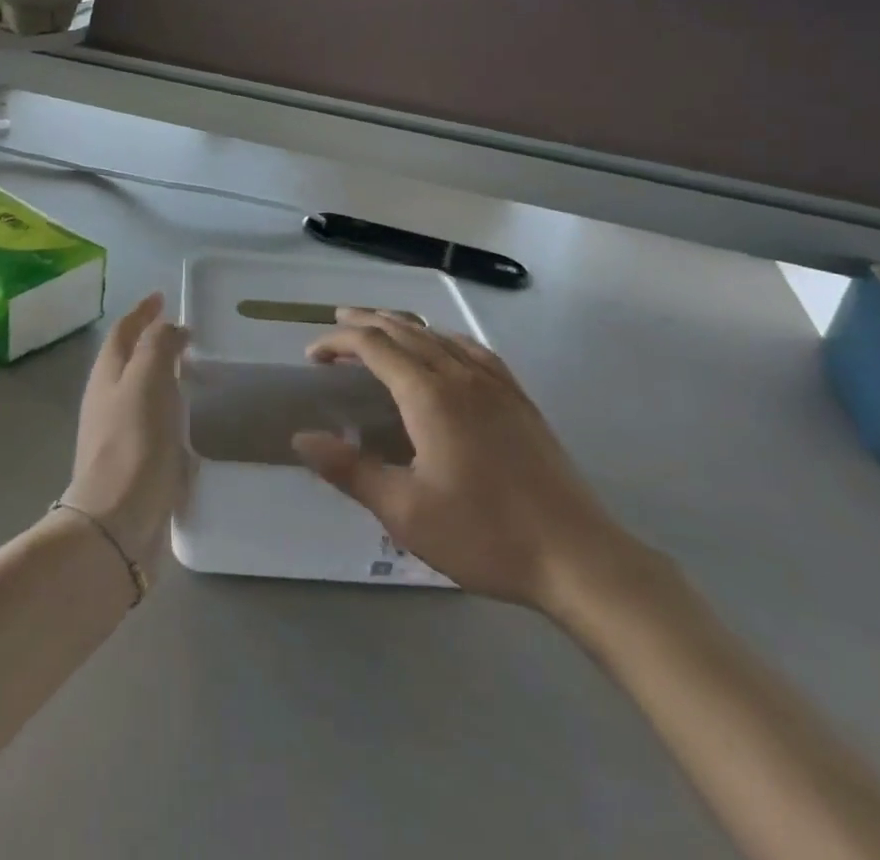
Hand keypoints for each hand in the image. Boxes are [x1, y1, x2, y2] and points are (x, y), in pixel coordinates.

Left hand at [61, 293, 188, 567]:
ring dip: (161, 376)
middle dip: (150, 341)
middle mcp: (106, 400)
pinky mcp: (132, 464)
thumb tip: (170, 327)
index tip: (161, 297)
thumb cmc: (134, 441)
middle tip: (182, 333)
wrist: (118, 521)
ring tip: (190, 371)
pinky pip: (151, 424)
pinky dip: (168, 411)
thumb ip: (159, 345)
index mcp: (107, 374)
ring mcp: (116, 434)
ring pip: (139, 392)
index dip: (142, 312)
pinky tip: (187, 421)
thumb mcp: (149, 379)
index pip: (123, 331)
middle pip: (127, 360)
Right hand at [291, 310, 635, 611]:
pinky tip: (444, 349)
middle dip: (365, 322)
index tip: (312, 357)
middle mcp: (460, 374)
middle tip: (336, 326)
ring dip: (402, 326)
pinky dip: (443, 338)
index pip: (373, 346)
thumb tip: (302, 438)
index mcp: (429, 394)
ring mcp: (495, 383)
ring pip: (438, 335)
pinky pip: (472, 349)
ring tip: (380, 330)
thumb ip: (350, 470)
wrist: (577, 556)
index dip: (338, 342)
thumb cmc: (484, 534)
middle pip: (404, 330)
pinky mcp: (519, 399)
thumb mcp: (405, 512)